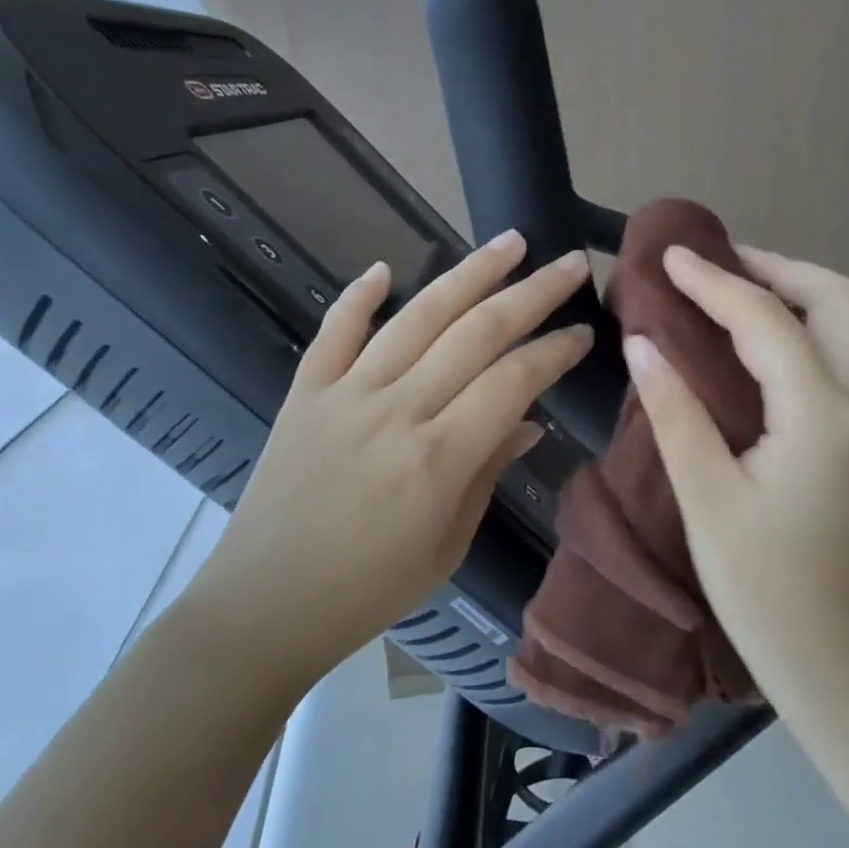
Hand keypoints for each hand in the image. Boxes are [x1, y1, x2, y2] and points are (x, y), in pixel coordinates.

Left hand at [177, 231, 593, 686]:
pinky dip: (358, 296)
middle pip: (476, 332)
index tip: (584, 330)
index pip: (514, 380)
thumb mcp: (447, 546)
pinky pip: (334, 332)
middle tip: (570, 261)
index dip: (555, 349)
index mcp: (439, 457)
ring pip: (416, 317)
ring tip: (508, 241)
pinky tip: (384, 268)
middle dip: (532, 291)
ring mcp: (344, 395)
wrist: (264, 606)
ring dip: (468, 273)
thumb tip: (527, 420)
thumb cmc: (368, 591)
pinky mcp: (303, 394)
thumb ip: (488, 473)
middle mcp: (396, 411)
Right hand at [623, 245, 848, 663]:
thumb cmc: (765, 589)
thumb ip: (676, 411)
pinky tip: (762, 350)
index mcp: (822, 413)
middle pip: (838, 299)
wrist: (840, 662)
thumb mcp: (707, 498)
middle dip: (777, 268)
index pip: (765, 320)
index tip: (670, 256)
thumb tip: (643, 343)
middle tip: (716, 266)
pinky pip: (845, 360)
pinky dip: (806, 333)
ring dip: (797, 296)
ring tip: (734, 294)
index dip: (714, 281)